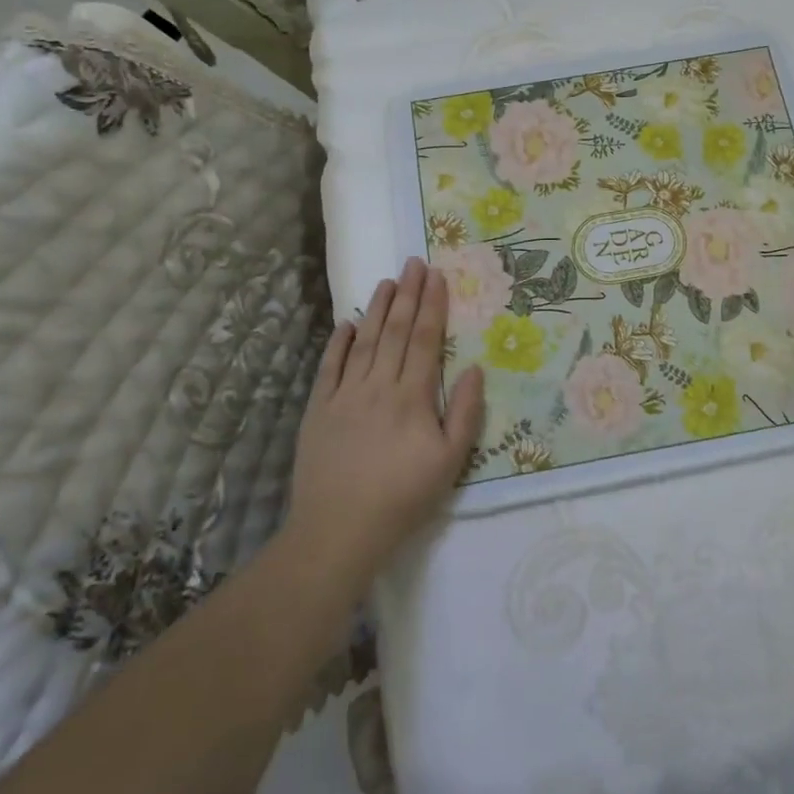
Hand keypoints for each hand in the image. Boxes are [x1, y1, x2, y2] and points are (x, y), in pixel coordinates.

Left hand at [284, 259, 484, 591]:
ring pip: (364, 341)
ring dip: (378, 309)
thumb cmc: (402, 498)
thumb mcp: (450, 462)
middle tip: (414, 262)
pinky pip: (330, 366)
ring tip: (388, 281)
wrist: (339, 530)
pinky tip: (349, 323)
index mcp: (412, 397)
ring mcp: (344, 395)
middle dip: (408, 294)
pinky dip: (339, 342)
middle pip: (395, 331)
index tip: (437, 276)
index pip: (424, 339)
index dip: (432, 305)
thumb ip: (464, 412)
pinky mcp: (319, 409)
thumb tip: (474, 368)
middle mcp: (378, 386)